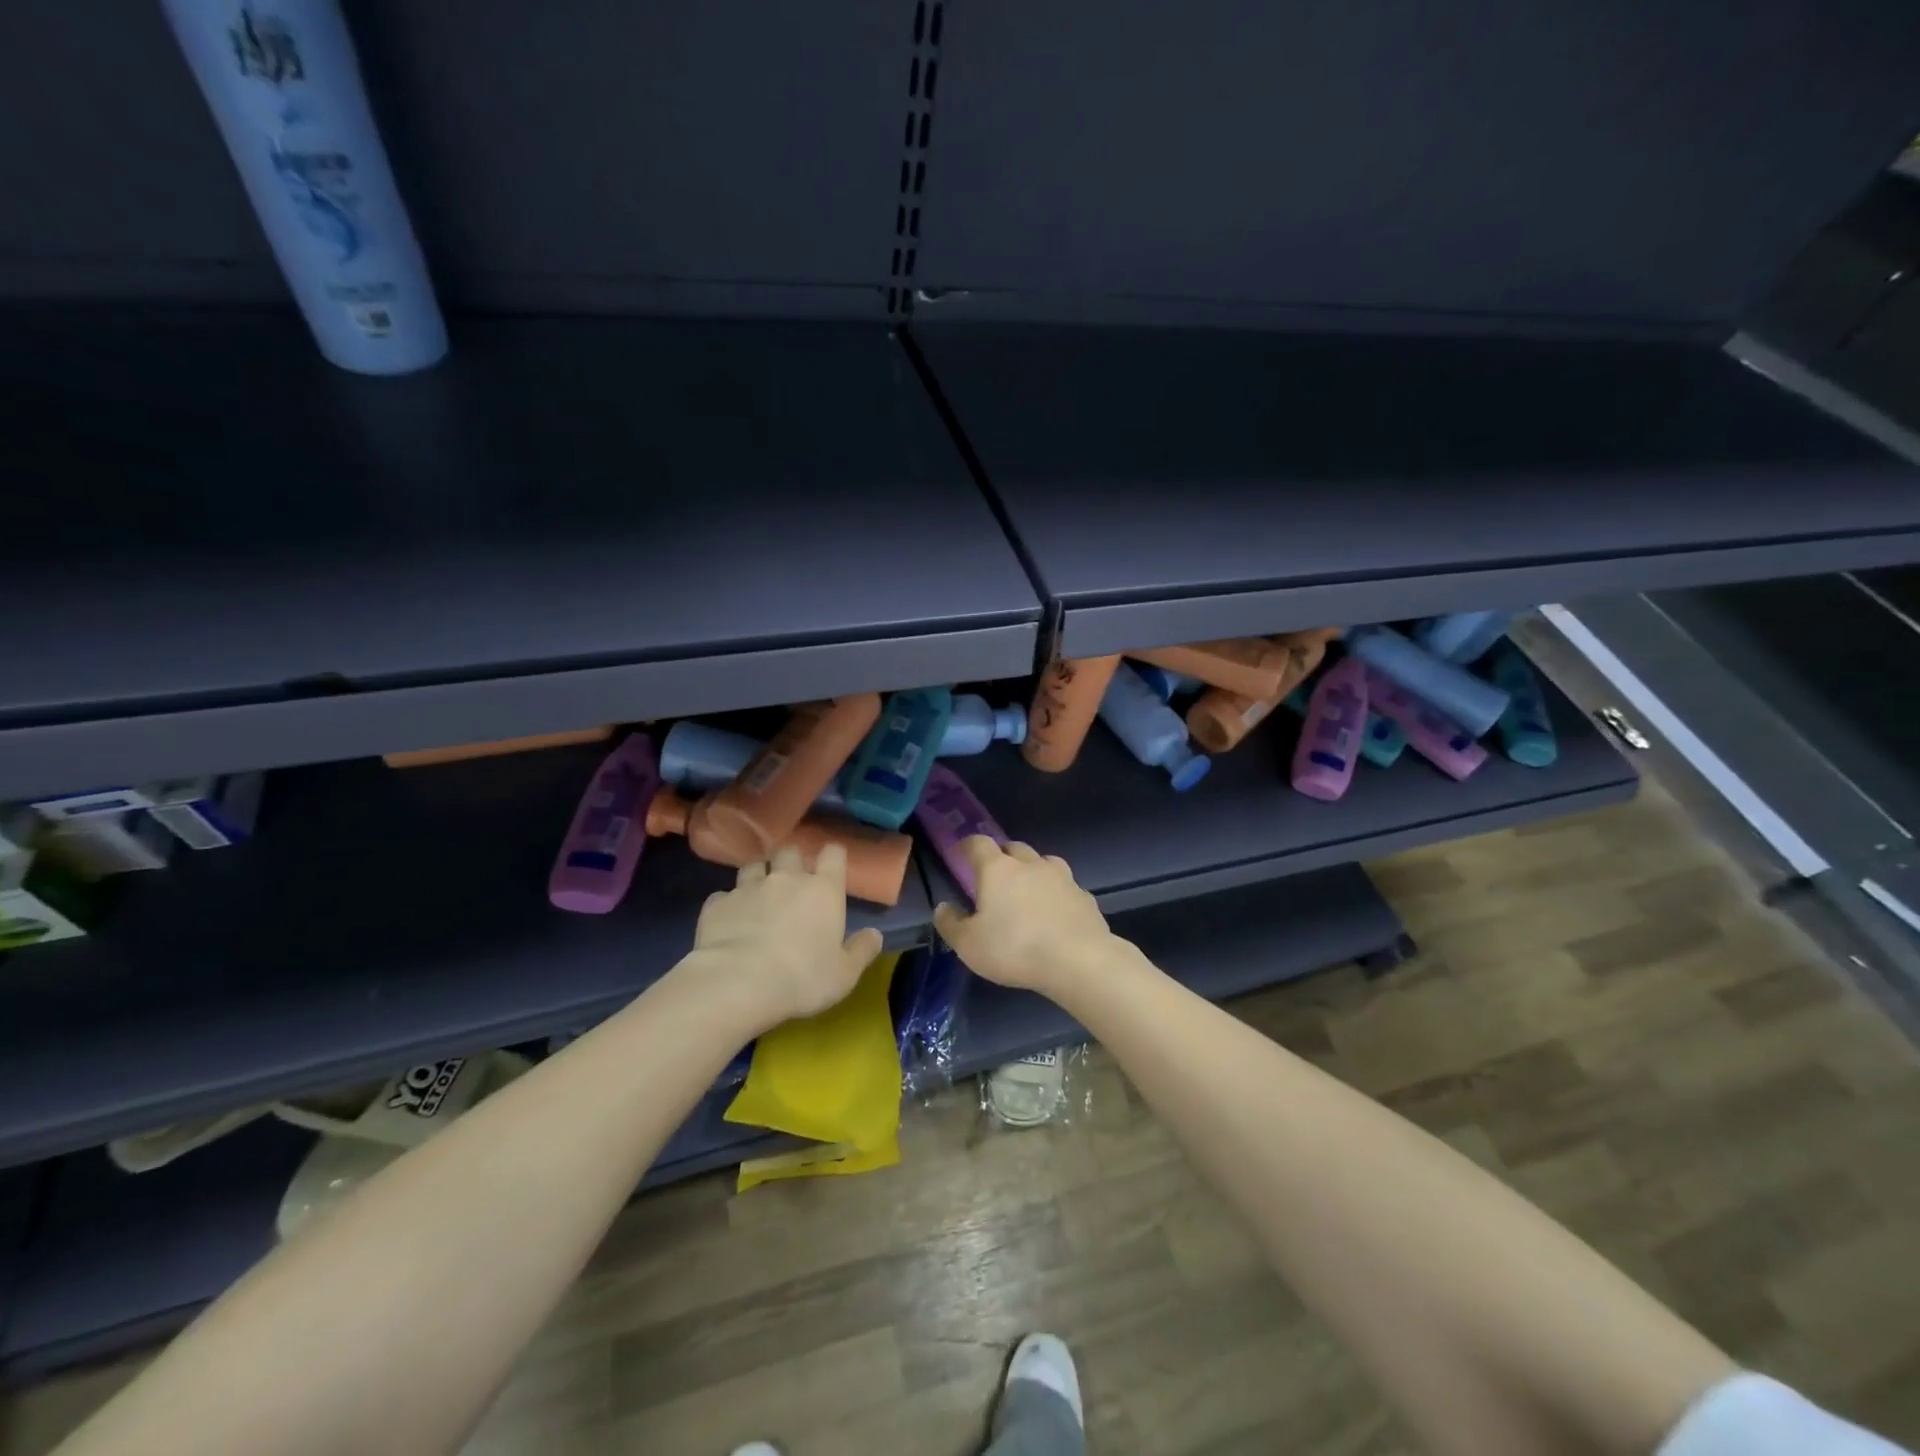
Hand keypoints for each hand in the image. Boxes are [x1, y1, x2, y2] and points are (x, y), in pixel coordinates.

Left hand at [689, 843, 885, 1029]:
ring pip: (753, 866)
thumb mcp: (844, 974)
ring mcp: (748, 887)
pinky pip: (724, 895)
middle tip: (791, 880)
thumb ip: (862, 951)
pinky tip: (729, 921)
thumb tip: (875, 935)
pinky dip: (728, 904)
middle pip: (789, 850)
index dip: (832, 856)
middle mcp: (787, 878)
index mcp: (823, 889)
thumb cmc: (802, 978)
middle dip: (790, 860)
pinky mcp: (717, 904)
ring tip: (757, 897)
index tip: (831, 866)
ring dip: (757, 877)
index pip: (833, 853)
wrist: (738, 983)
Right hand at [932, 838, 1118, 998]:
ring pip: (1043, 862)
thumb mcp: (969, 945)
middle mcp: (1030, 864)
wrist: (1078, 960)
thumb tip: (943, 907)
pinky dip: (1056, 893)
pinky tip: (1055, 913)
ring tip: (1027, 890)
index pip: (979, 843)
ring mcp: (1062, 877)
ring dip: (1032, 870)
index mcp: (998, 869)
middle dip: (1002, 856)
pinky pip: (1065, 887)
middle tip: (994, 875)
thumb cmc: (1015, 948)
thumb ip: (951, 924)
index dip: (968, 845)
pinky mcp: (1084, 896)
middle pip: (1014, 848)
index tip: (962, 853)